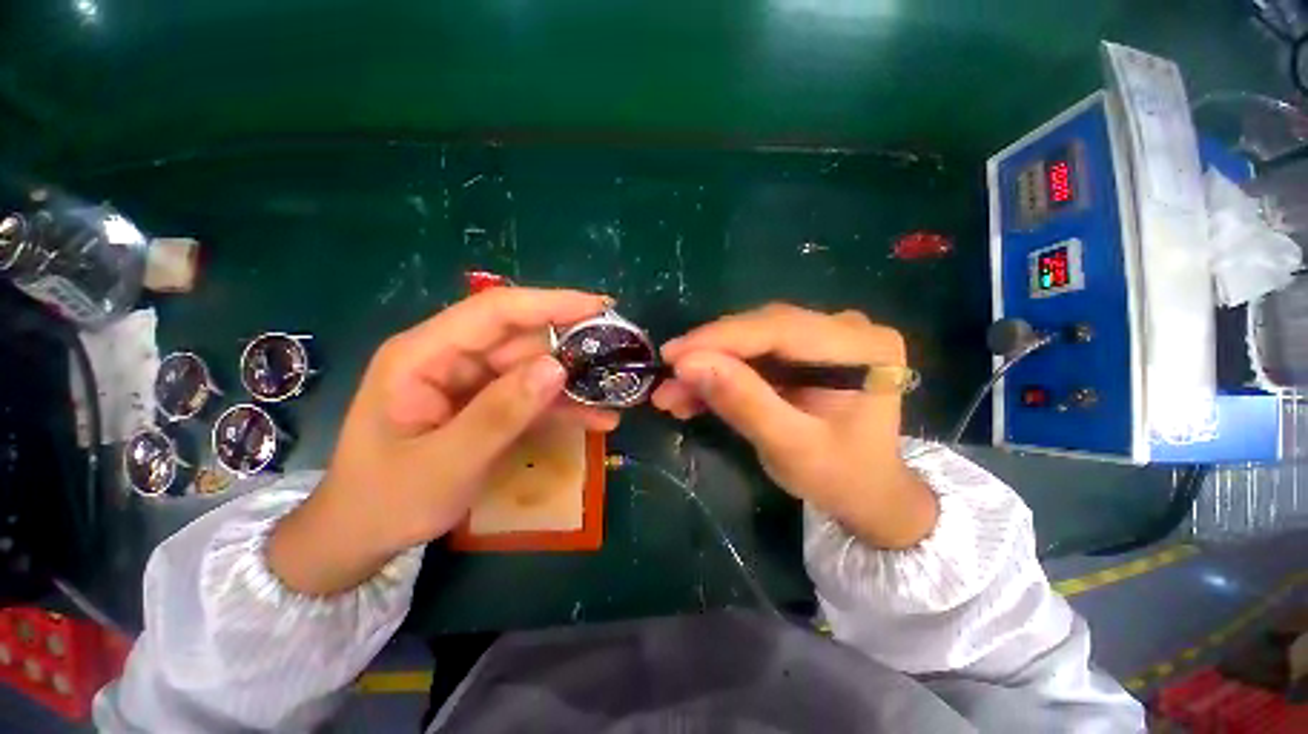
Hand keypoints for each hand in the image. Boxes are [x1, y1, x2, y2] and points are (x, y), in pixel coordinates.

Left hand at [269, 288, 617, 594]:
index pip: (494, 311)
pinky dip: (563, 405)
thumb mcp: (446, 463)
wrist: (363, 535)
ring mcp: (471, 381)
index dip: (550, 303)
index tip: (599, 307)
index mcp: (423, 355)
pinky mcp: (487, 403)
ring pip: (534, 367)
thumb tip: (557, 368)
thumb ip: (500, 414)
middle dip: (572, 346)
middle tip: (619, 355)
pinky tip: (597, 418)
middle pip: (522, 338)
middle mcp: (450, 357)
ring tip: (616, 393)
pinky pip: (531, 395)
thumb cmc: (387, 500)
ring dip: (574, 381)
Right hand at [653, 304, 937, 548]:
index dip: (721, 339)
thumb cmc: (842, 477)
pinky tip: (692, 394)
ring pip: (750, 341)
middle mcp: (845, 329)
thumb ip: (743, 403)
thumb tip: (687, 365)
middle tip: (666, 377)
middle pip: (762, 330)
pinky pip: (753, 355)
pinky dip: (721, 374)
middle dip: (709, 354)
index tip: (672, 356)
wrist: (867, 492)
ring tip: (671, 394)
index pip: (780, 329)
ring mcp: (823, 337)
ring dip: (709, 366)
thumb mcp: (790, 447)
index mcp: (862, 347)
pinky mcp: (803, 351)